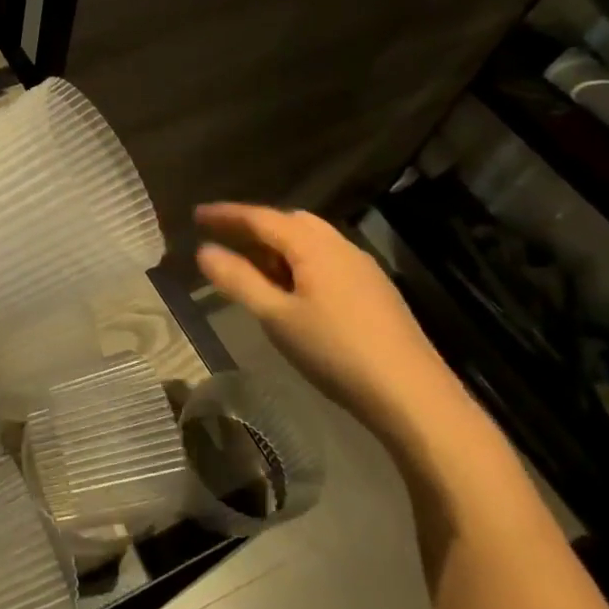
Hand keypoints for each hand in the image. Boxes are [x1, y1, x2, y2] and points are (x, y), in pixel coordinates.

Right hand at [194, 203, 475, 449]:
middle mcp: (340, 245)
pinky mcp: (374, 290)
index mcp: (313, 245)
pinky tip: (292, 290)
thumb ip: (238, 280)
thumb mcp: (277, 317)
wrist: (413, 395)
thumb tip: (204, 251)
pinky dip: (299, 262)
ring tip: (252, 266)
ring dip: (278, 245)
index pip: (261, 217)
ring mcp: (362, 267)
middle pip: (290, 222)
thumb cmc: (336, 351)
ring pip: (311, 241)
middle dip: (254, 226)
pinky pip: (327, 259)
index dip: (226, 215)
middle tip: (223, 239)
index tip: (196, 214)